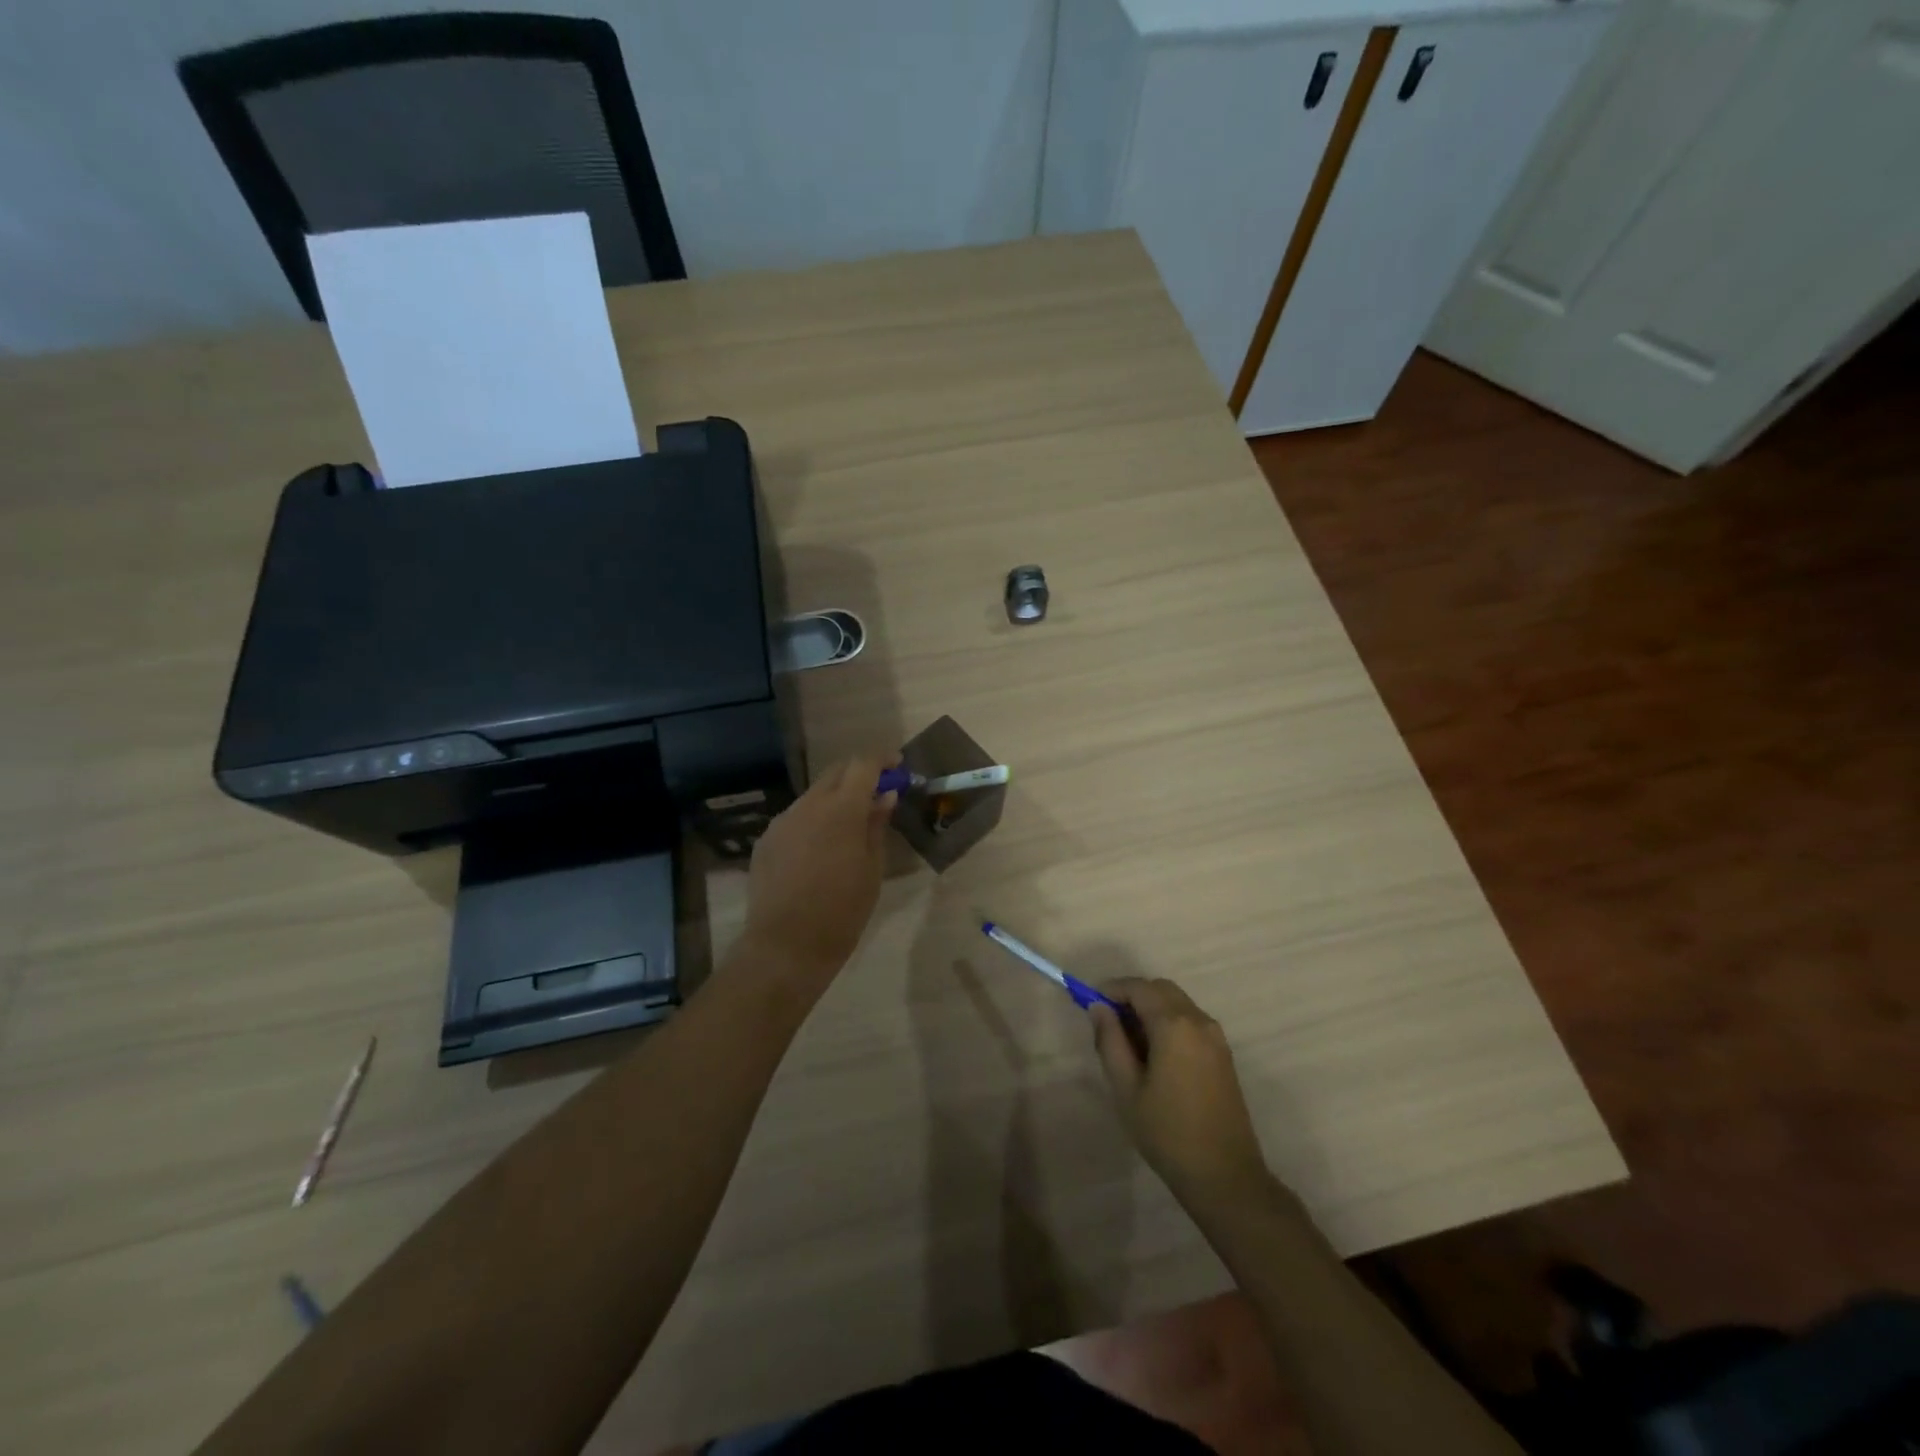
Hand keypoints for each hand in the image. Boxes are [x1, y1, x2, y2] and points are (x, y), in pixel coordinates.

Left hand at [742, 754, 896, 985]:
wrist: (785, 946)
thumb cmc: (842, 911)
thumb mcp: (872, 869)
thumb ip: (876, 826)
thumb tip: (884, 797)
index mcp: (841, 809)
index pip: (863, 765)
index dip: (882, 759)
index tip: (897, 766)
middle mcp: (808, 805)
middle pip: (836, 772)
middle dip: (859, 775)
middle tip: (878, 792)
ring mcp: (782, 821)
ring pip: (814, 795)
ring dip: (835, 799)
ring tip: (850, 826)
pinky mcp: (766, 840)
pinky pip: (796, 818)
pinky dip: (814, 820)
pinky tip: (821, 848)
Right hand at [1089, 978, 1271, 1202]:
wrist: (1224, 1175)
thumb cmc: (1167, 1132)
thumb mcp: (1126, 1088)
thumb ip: (1110, 1041)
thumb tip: (1099, 1008)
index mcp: (1174, 1025)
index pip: (1138, 988)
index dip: (1112, 989)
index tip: (1090, 1003)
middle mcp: (1199, 1021)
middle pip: (1161, 989)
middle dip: (1132, 995)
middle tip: (1108, 1020)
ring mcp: (1216, 1037)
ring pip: (1177, 1003)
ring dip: (1151, 1008)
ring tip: (1127, 1040)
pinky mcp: (1223, 1054)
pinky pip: (1190, 1021)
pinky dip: (1168, 1022)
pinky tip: (1154, 1053)